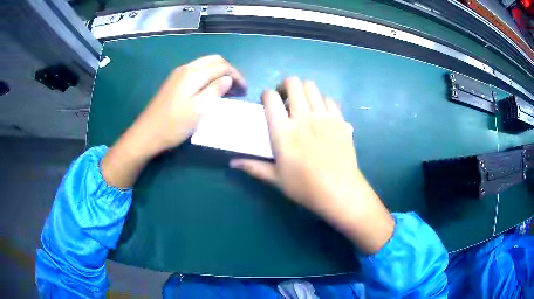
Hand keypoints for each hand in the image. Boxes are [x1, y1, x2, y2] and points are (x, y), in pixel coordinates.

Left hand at [132, 55, 246, 154]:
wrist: (147, 133)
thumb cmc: (173, 125)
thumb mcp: (198, 110)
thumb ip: (215, 91)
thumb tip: (228, 79)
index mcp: (193, 74)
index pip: (222, 67)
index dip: (236, 76)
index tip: (245, 90)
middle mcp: (186, 68)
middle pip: (214, 60)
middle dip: (229, 70)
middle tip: (237, 87)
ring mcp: (178, 74)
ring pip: (205, 65)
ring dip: (219, 73)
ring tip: (227, 88)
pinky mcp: (174, 82)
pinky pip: (197, 72)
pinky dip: (209, 76)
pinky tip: (211, 89)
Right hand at [230, 77, 393, 253]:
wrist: (339, 191)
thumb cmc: (305, 187)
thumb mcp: (276, 179)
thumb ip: (253, 167)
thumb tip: (232, 163)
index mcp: (283, 131)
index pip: (271, 98)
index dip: (266, 95)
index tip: (267, 102)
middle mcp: (303, 117)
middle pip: (292, 83)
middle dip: (285, 85)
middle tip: (284, 98)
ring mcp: (323, 116)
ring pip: (311, 86)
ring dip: (303, 90)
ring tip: (302, 103)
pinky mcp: (339, 120)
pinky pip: (328, 99)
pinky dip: (321, 100)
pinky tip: (319, 113)